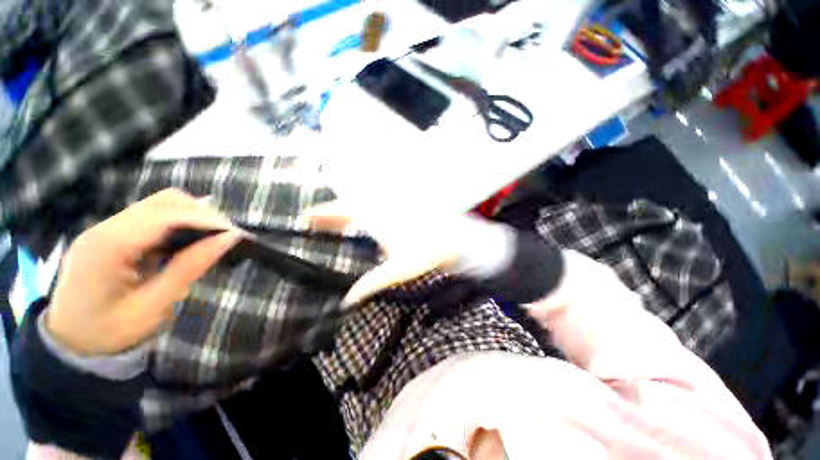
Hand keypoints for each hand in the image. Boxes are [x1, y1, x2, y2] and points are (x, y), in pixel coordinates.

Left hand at [46, 189, 239, 355]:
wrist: (70, 343)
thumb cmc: (109, 333)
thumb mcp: (153, 306)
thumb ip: (190, 267)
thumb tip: (229, 238)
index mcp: (108, 246)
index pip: (166, 215)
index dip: (206, 220)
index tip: (235, 235)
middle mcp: (105, 227)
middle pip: (164, 201)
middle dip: (202, 215)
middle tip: (224, 237)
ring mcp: (106, 227)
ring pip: (161, 204)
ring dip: (192, 217)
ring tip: (209, 239)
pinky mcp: (112, 232)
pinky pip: (153, 216)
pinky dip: (178, 224)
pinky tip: (187, 242)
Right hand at [305, 201, 513, 305]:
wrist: (456, 241)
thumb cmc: (428, 253)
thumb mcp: (398, 270)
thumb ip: (372, 283)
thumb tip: (348, 300)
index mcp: (379, 219)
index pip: (345, 212)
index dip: (325, 214)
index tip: (307, 217)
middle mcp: (384, 209)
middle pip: (351, 206)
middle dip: (331, 213)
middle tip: (313, 220)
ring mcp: (392, 210)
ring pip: (363, 207)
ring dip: (345, 214)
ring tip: (330, 224)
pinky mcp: (401, 214)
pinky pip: (375, 211)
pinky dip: (362, 217)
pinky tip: (358, 227)